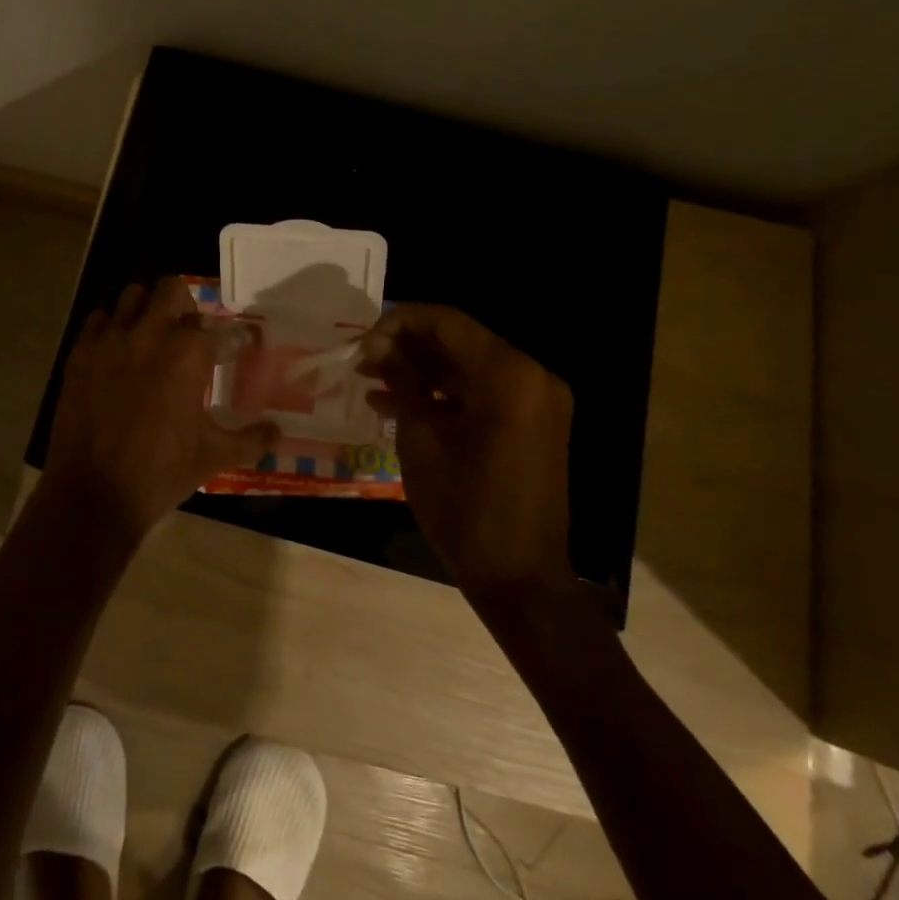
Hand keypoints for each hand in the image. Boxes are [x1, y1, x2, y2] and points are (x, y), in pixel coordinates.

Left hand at [44, 277, 278, 541]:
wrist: (94, 492)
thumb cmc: (161, 472)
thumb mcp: (214, 457)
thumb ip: (251, 440)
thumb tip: (277, 432)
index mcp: (188, 354)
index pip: (220, 330)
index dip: (235, 339)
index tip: (239, 348)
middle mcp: (150, 334)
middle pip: (172, 289)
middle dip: (186, 305)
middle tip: (190, 333)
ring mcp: (111, 340)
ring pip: (132, 297)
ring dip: (147, 310)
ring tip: (152, 336)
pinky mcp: (81, 353)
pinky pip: (98, 321)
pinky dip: (112, 328)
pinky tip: (118, 353)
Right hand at [358, 304, 574, 598]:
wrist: (520, 578)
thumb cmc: (464, 507)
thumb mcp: (421, 438)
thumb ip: (403, 380)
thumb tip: (378, 345)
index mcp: (508, 375)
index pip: (447, 321)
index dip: (399, 322)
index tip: (361, 343)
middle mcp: (531, 376)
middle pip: (459, 341)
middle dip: (407, 346)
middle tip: (362, 360)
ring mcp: (536, 401)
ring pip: (468, 366)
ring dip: (422, 370)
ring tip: (370, 380)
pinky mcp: (532, 424)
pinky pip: (482, 393)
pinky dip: (444, 394)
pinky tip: (398, 404)